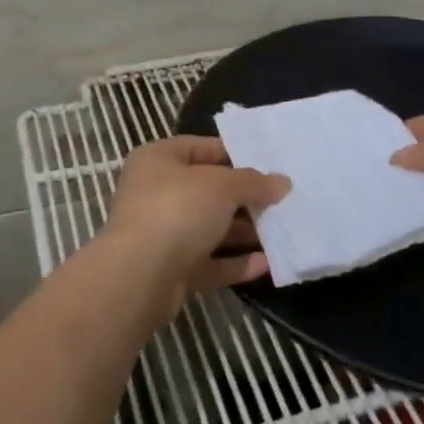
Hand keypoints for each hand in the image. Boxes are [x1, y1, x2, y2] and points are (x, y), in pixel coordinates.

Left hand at [104, 135, 288, 300]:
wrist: (140, 276)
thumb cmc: (177, 209)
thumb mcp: (222, 185)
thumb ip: (253, 182)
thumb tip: (282, 182)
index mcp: (157, 160)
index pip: (200, 147)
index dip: (234, 153)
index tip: (268, 162)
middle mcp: (155, 193)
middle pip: (207, 190)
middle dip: (244, 196)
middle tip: (281, 198)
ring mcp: (161, 234)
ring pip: (209, 228)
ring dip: (243, 231)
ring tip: (282, 230)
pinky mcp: (171, 271)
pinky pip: (209, 262)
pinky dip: (236, 262)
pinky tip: (268, 263)